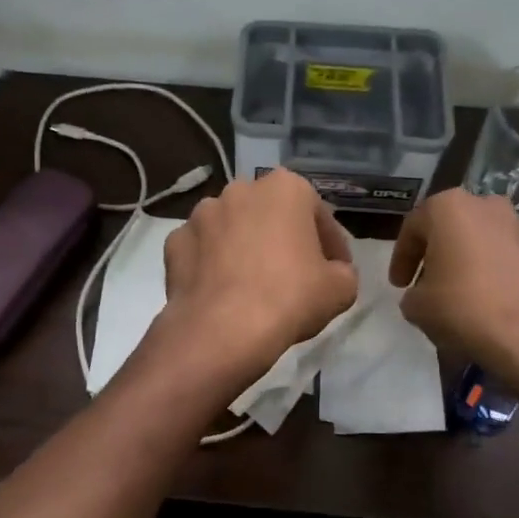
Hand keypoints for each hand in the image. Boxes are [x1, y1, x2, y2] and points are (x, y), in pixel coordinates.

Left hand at [156, 169, 357, 389]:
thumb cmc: (289, 298)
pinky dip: (211, 266)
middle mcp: (239, 189)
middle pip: (271, 216)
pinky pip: (202, 251)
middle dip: (282, 239)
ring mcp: (201, 214)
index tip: (335, 271)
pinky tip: (222, 292)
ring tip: (253, 285)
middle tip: (294, 276)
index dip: (331, 245)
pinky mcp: (175, 242)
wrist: (222, 329)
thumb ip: (343, 272)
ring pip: (232, 229)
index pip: (318, 215)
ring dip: (244, 249)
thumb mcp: (340, 289)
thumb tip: (333, 274)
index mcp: (285, 188)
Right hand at [390, 188, 518, 374]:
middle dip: (443, 252)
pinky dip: (506, 276)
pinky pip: (518, 262)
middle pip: (457, 226)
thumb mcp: (417, 306)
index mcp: (451, 207)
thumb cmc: (462, 308)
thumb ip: (414, 292)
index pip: (414, 226)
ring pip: (491, 240)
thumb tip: (423, 295)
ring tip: (469, 293)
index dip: (402, 257)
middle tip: (432, 282)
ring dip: (477, 261)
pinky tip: (499, 304)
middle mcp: (491, 206)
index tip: (398, 285)